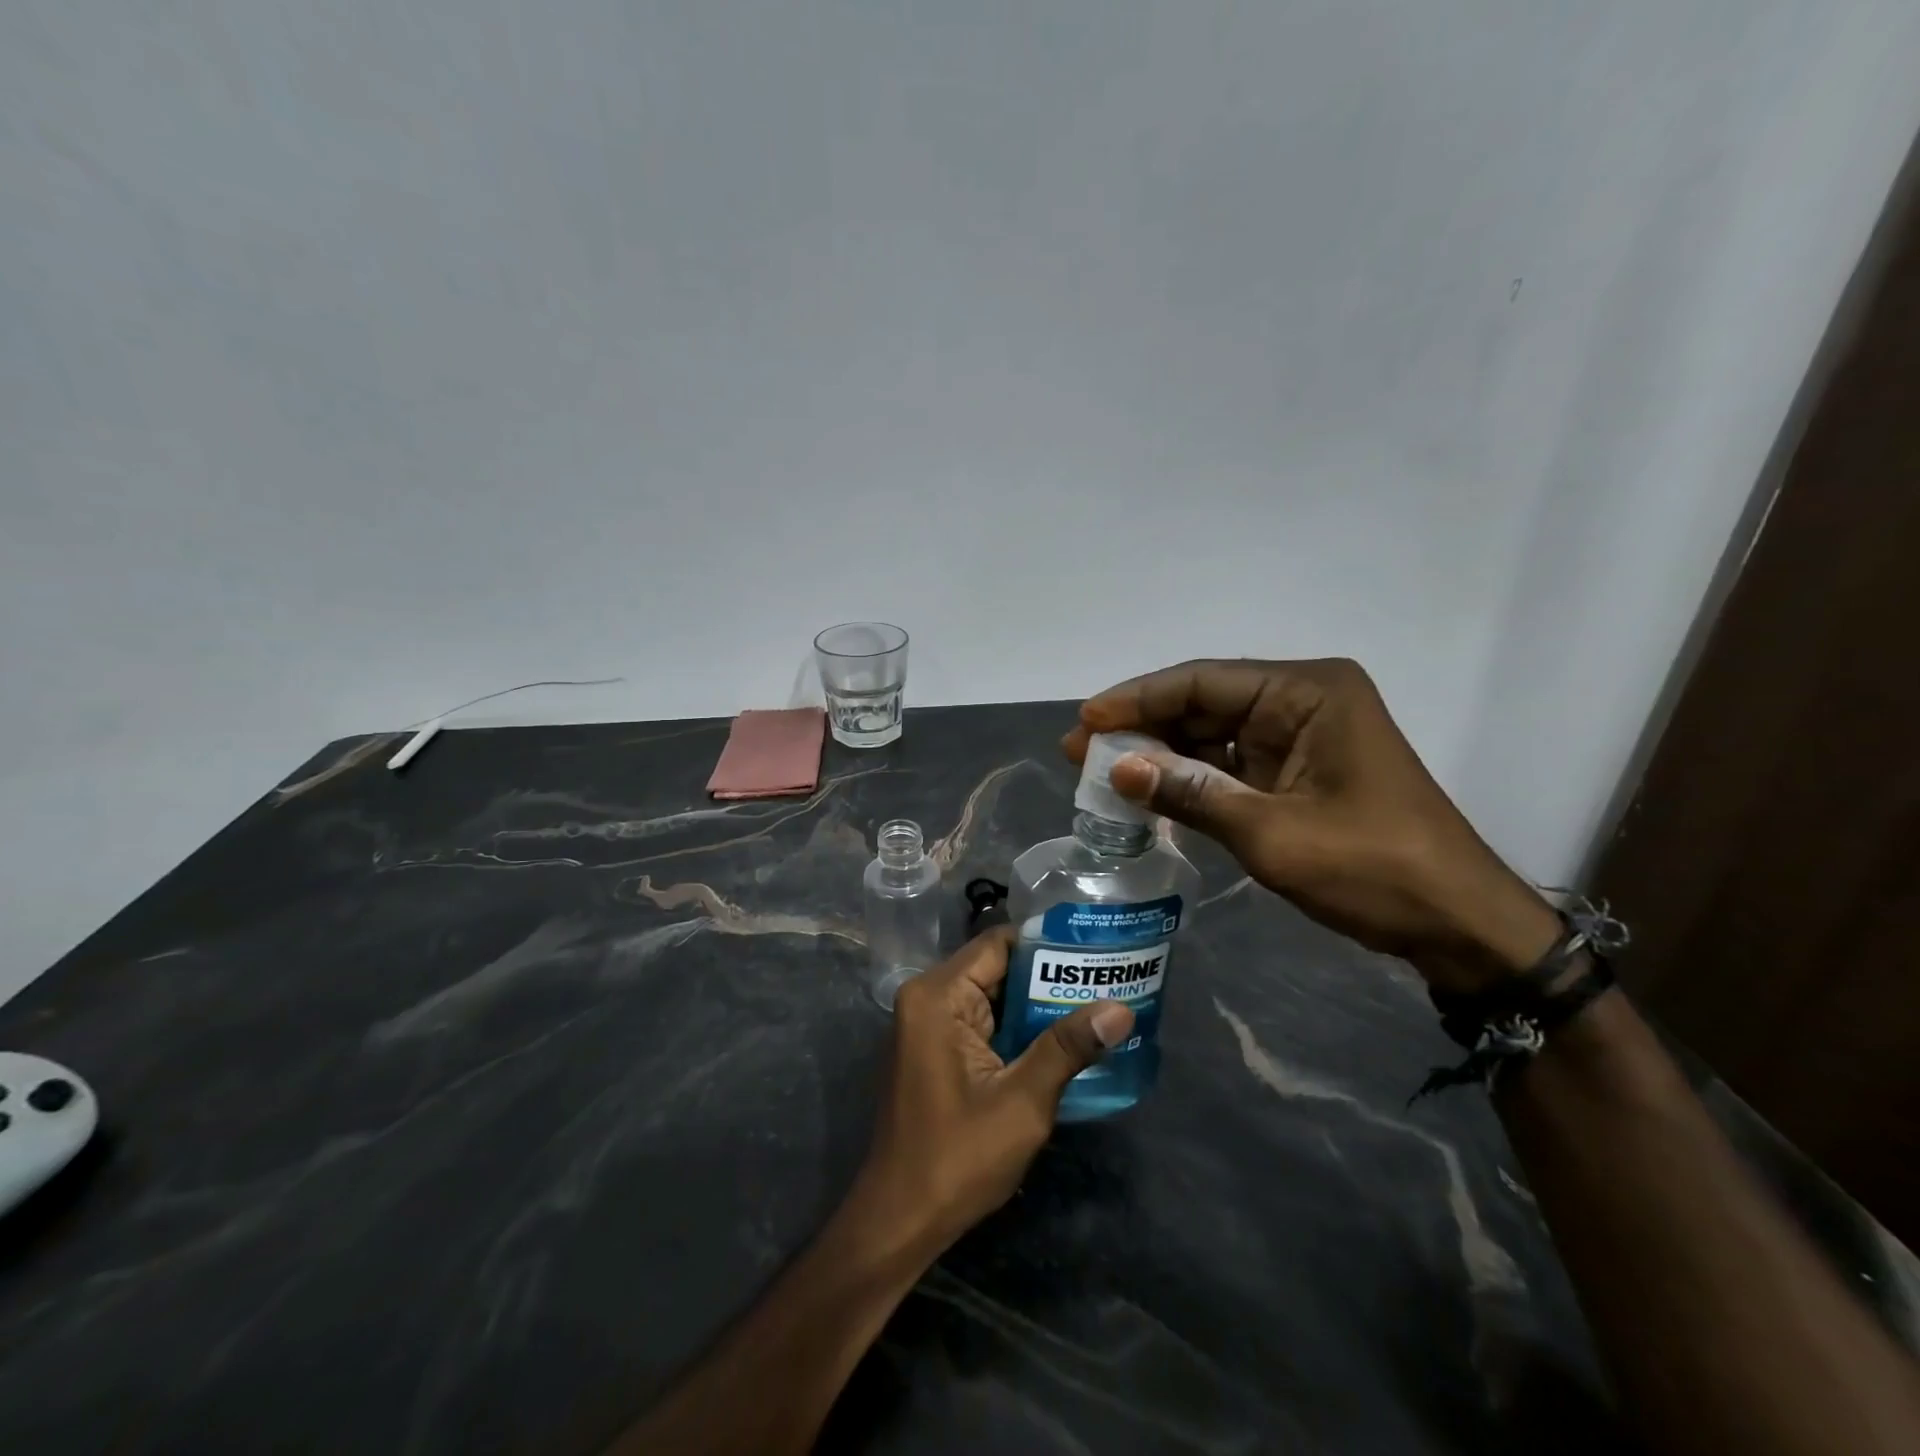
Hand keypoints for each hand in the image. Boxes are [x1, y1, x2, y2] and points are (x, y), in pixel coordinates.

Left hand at [852, 928, 1133, 1253]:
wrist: (900, 1220)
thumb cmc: (956, 1159)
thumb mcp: (1022, 1103)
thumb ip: (1067, 1047)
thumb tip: (1120, 1009)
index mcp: (938, 996)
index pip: (999, 943)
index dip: (1047, 945)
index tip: (1094, 952)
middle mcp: (927, 998)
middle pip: (995, 967)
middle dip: (1047, 976)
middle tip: (1105, 980)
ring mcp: (927, 1024)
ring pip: (991, 995)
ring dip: (1035, 1005)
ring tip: (1095, 1005)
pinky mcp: (934, 1049)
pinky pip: (981, 1021)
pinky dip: (1016, 1028)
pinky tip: (1060, 1039)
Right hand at [1063, 658, 1560, 992]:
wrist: (1456, 924)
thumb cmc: (1374, 870)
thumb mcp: (1272, 833)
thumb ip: (1191, 794)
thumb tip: (1119, 768)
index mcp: (1308, 692)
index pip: (1204, 681)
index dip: (1138, 699)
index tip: (1087, 720)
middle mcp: (1302, 700)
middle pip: (1203, 702)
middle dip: (1142, 727)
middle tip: (1081, 750)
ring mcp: (1299, 737)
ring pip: (1211, 733)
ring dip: (1159, 753)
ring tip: (1101, 771)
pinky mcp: (1295, 771)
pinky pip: (1228, 762)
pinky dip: (1188, 777)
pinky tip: (1146, 789)